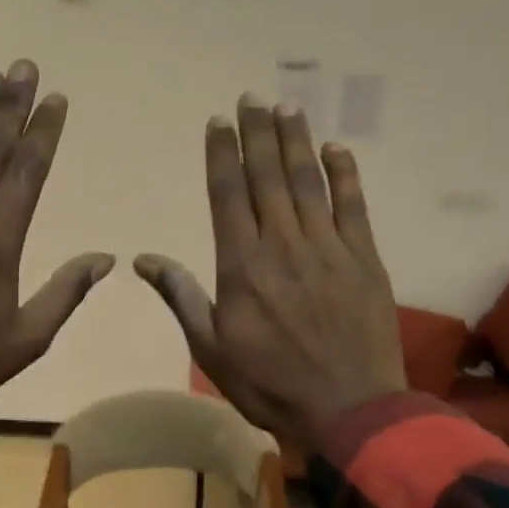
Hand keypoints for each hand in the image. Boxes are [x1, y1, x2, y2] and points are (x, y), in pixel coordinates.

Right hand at [135, 96, 406, 450]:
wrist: (349, 409)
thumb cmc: (270, 384)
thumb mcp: (212, 349)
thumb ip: (182, 297)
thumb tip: (144, 260)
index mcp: (242, 265)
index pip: (228, 194)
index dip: (222, 154)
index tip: (219, 122)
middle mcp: (283, 244)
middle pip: (267, 177)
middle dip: (257, 134)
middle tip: (252, 98)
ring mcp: (328, 248)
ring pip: (308, 182)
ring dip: (296, 142)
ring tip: (287, 108)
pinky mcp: (365, 259)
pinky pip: (354, 206)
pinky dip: (345, 175)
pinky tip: (336, 149)